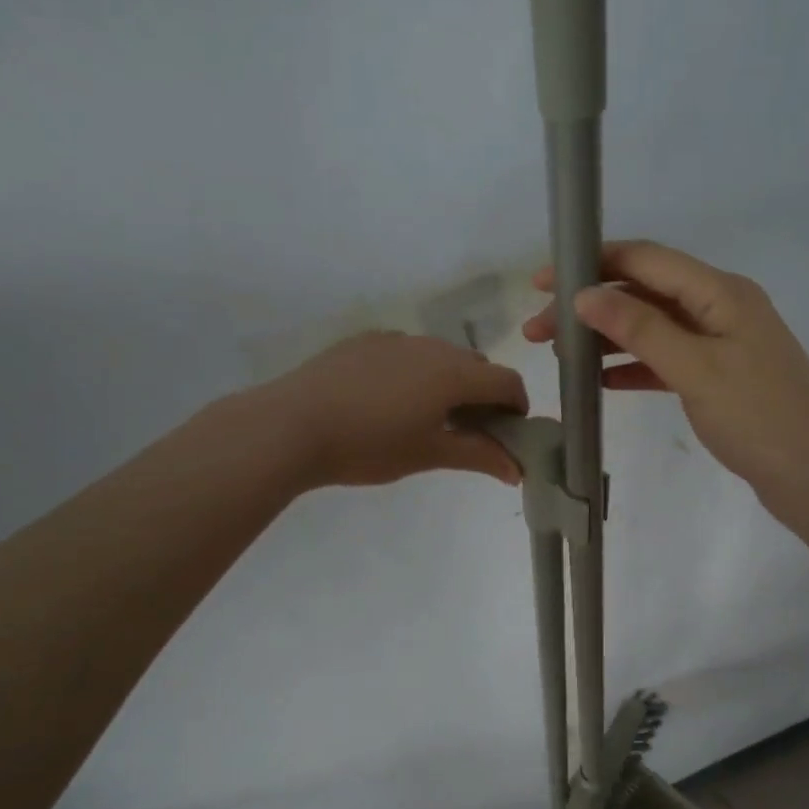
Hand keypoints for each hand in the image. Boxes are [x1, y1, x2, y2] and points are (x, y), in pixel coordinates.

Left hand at [264, 332, 526, 488]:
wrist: (291, 425)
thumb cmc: (369, 445)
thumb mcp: (429, 454)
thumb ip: (479, 456)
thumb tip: (517, 469)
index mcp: (454, 372)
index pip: (506, 381)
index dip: (517, 407)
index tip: (508, 434)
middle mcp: (431, 346)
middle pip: (476, 365)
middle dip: (483, 395)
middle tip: (467, 431)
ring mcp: (395, 339)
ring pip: (440, 356)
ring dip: (449, 381)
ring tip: (425, 416)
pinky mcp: (364, 341)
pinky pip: (406, 352)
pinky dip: (415, 372)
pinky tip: (388, 401)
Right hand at [522, 240, 808, 499]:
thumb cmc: (759, 418)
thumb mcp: (695, 368)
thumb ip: (640, 329)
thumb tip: (585, 295)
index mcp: (720, 292)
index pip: (646, 260)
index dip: (592, 264)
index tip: (544, 281)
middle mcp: (721, 307)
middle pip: (644, 294)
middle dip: (591, 307)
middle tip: (539, 332)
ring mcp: (722, 344)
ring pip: (652, 329)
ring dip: (607, 338)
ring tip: (561, 356)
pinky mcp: (720, 378)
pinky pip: (667, 361)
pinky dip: (634, 367)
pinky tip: (601, 381)